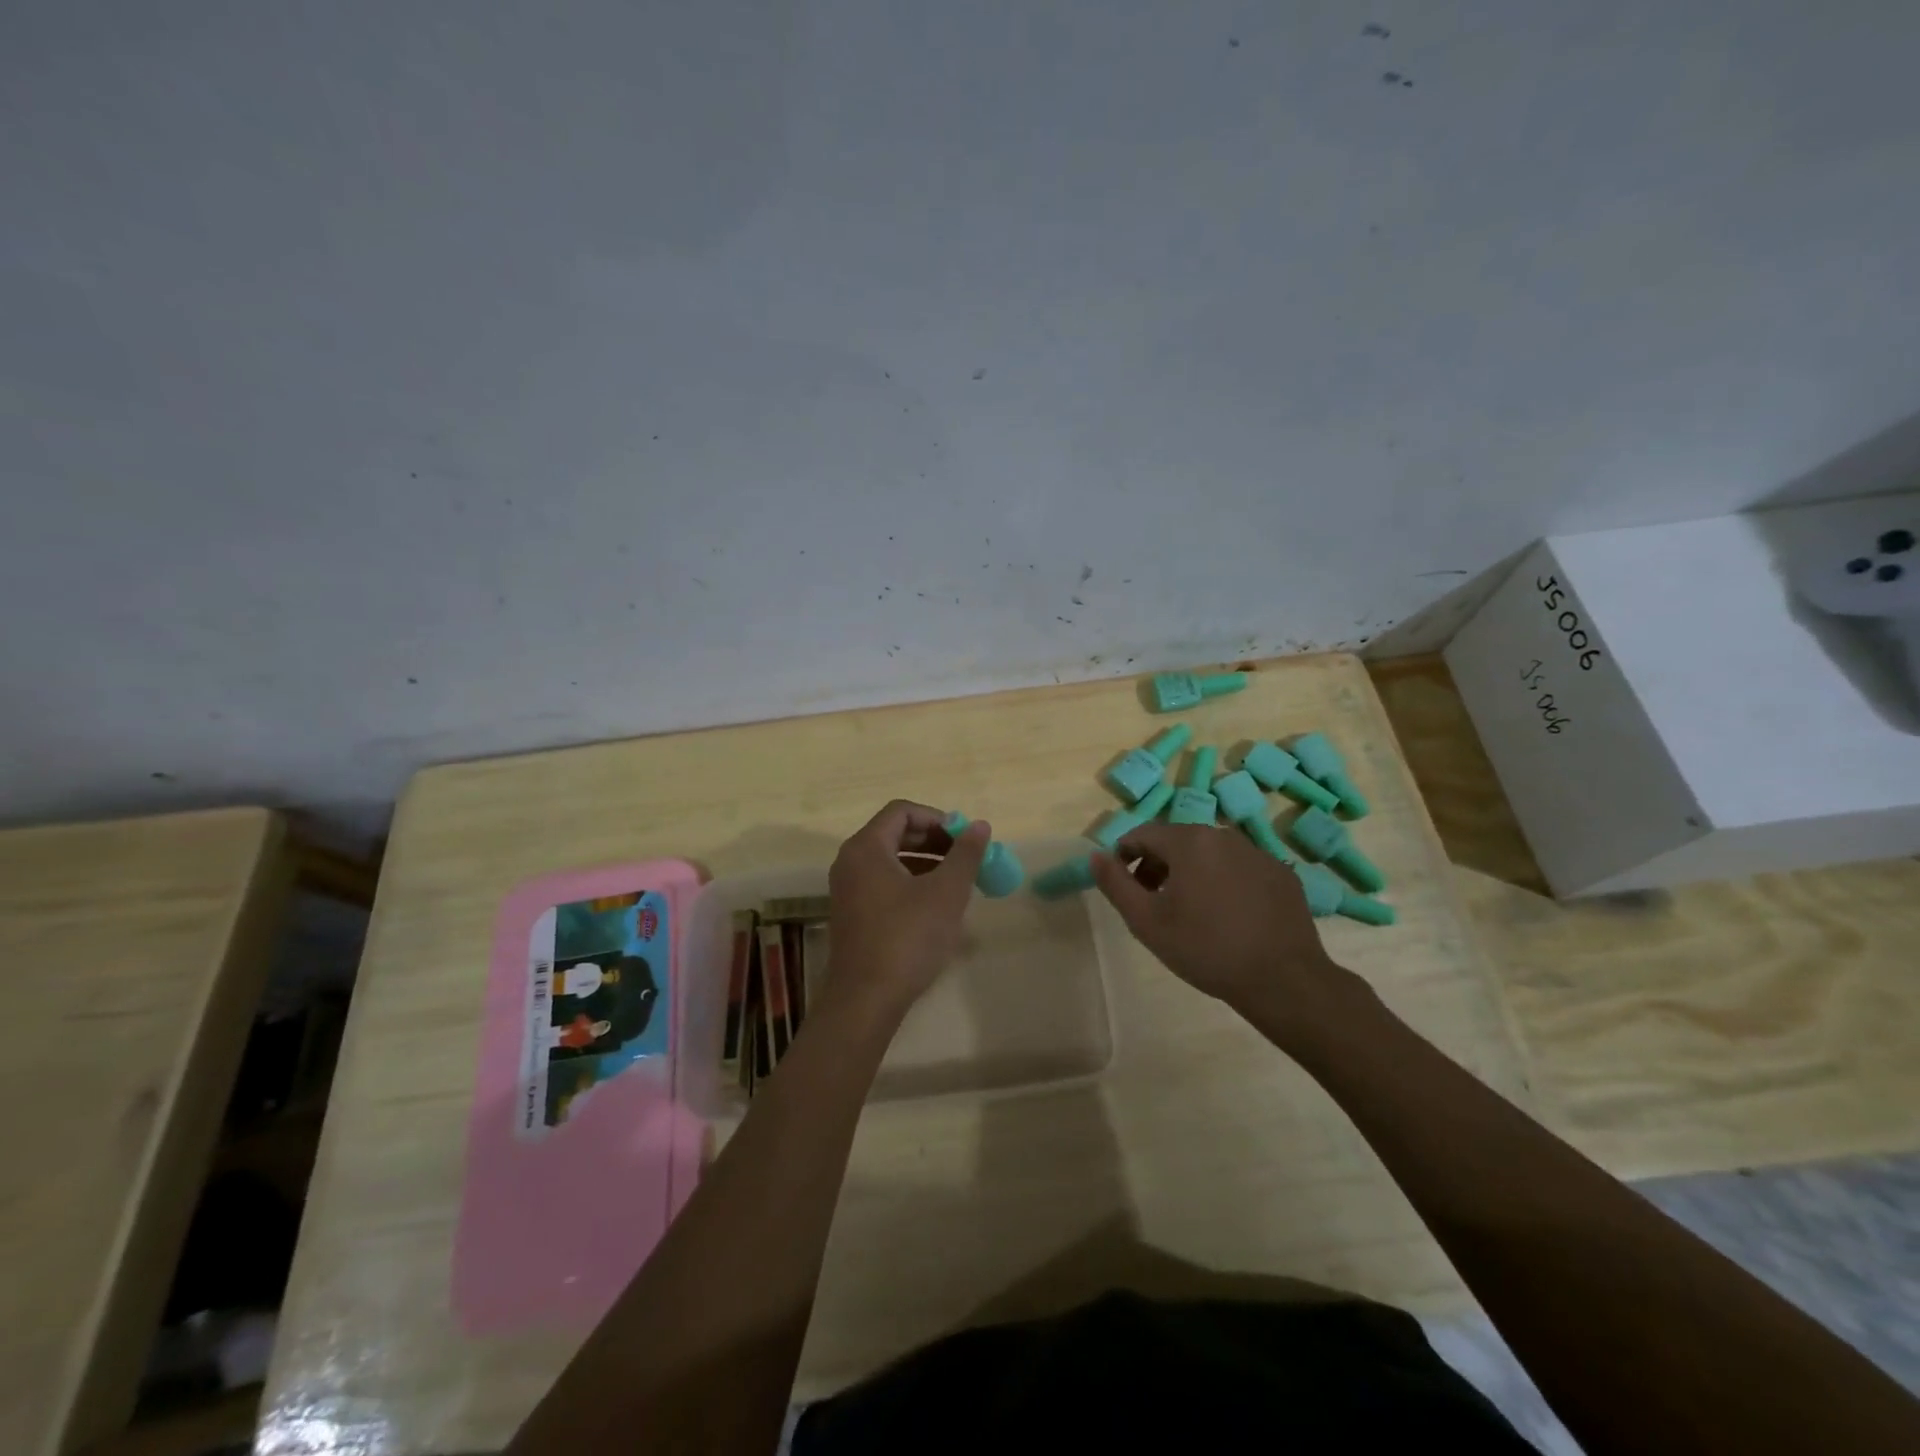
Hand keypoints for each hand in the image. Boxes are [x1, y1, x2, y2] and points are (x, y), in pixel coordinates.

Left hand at [822, 799, 990, 1023]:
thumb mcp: (946, 893)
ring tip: (957, 882)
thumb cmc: (907, 938)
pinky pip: (883, 882)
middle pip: (895, 833)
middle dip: (934, 841)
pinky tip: (935, 906)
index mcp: (866, 847)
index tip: (964, 838)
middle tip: (965, 858)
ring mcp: (847, 889)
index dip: (937, 818)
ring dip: (925, 863)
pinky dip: (910, 883)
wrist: (865, 999)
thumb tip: (980, 825)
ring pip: (890, 860)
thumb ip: (965, 854)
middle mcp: (850, 861)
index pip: (902, 811)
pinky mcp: (852, 913)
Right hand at [1091, 822, 1365, 1047]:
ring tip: (1189, 912)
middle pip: (1177, 841)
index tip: (1123, 886)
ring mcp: (1258, 853)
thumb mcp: (1146, 921)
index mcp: (1189, 841)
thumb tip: (1096, 855)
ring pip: (1210, 854)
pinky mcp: (1281, 874)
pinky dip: (1224, 882)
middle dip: (1157, 865)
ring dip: (1191, 873)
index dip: (1125, 856)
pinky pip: (1240, 869)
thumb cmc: (1205, 949)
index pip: (1143, 834)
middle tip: (1151, 902)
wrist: (1283, 980)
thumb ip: (1115, 884)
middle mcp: (1224, 835)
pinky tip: (1228, 917)